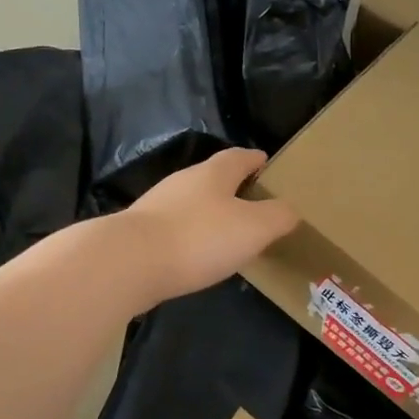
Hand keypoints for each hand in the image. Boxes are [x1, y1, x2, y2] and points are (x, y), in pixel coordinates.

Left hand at [119, 149, 298, 305]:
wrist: (128, 262)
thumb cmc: (199, 238)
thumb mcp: (253, 228)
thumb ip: (277, 217)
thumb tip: (290, 209)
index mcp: (213, 173)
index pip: (239, 157)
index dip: (255, 159)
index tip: (266, 163)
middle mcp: (183, 181)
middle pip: (213, 177)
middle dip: (232, 187)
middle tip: (253, 203)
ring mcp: (157, 206)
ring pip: (191, 203)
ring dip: (210, 213)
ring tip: (227, 232)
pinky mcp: (140, 232)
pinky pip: (175, 227)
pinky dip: (190, 235)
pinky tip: (196, 254)